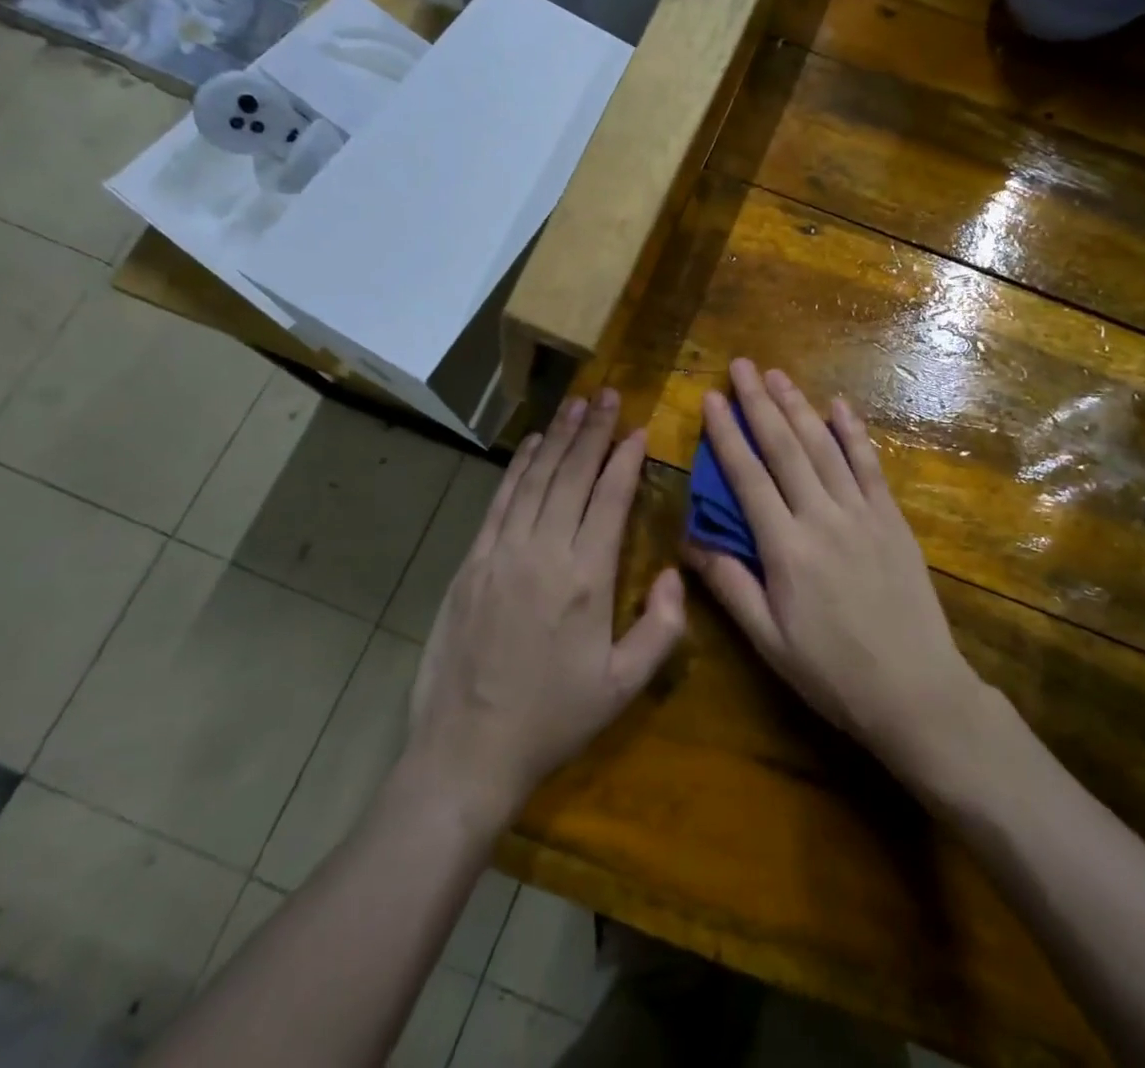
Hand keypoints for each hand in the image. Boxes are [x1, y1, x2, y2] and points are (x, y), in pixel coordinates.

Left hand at [407, 390, 685, 826]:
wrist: (468, 751)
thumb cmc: (554, 719)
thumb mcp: (624, 686)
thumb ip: (662, 627)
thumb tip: (676, 574)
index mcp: (587, 578)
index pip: (610, 498)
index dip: (625, 458)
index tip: (638, 428)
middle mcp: (544, 552)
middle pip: (572, 475)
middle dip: (593, 431)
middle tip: (608, 394)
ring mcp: (502, 553)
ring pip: (535, 479)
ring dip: (558, 438)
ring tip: (576, 405)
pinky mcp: (472, 562)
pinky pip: (500, 501)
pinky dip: (517, 468)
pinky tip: (531, 445)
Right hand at [687, 359, 987, 787]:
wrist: (916, 691)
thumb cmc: (833, 673)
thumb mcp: (769, 641)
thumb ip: (730, 586)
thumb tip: (690, 541)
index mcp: (786, 550)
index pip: (748, 479)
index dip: (727, 435)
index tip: (711, 399)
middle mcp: (822, 519)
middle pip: (785, 449)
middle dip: (759, 403)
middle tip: (741, 366)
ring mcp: (862, 514)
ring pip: (825, 448)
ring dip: (799, 407)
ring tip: (777, 374)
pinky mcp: (892, 520)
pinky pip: (869, 466)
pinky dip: (853, 432)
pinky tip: (838, 405)